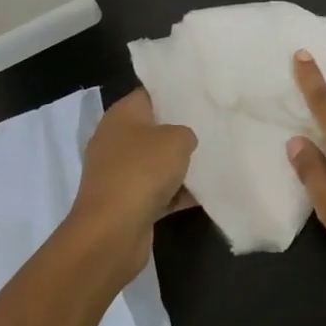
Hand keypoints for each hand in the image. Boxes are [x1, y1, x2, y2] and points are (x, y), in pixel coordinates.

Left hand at [66, 88, 196, 283]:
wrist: (112, 232)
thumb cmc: (142, 171)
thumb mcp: (177, 139)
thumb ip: (186, 133)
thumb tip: (183, 142)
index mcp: (121, 115)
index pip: (149, 94)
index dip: (173, 94)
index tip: (200, 97)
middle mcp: (115, 140)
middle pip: (153, 129)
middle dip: (180, 131)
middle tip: (211, 128)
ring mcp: (118, 173)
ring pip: (155, 163)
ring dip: (179, 166)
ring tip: (213, 161)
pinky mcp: (125, 203)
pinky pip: (156, 192)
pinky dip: (175, 194)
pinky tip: (204, 195)